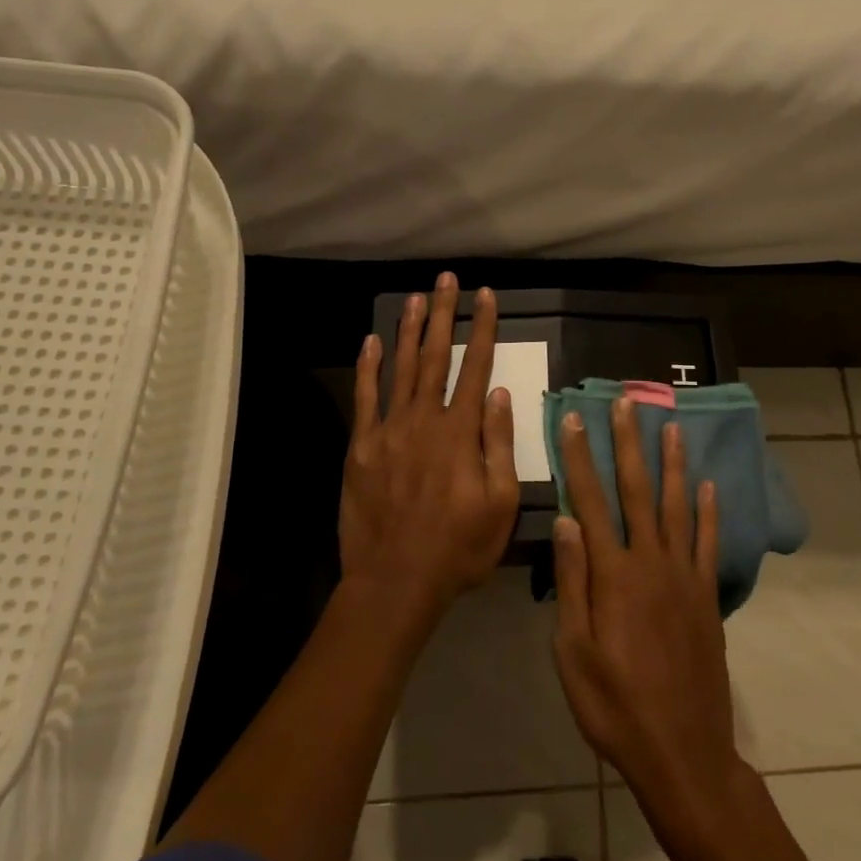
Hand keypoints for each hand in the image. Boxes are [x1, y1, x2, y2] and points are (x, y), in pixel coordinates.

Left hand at [339, 273, 519, 615]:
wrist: (395, 581)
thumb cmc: (458, 548)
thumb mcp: (499, 504)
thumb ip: (498, 445)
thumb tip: (500, 394)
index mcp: (460, 432)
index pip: (475, 367)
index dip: (482, 328)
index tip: (486, 296)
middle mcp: (424, 420)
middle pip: (435, 356)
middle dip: (443, 314)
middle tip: (445, 279)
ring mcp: (388, 430)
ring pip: (400, 368)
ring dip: (409, 330)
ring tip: (415, 297)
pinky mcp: (361, 447)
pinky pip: (365, 398)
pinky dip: (368, 367)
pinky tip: (371, 342)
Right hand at [551, 400, 743, 823]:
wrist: (683, 752)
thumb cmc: (615, 706)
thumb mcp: (574, 652)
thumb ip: (572, 582)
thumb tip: (567, 520)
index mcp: (614, 575)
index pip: (591, 500)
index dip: (580, 457)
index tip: (574, 419)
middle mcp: (651, 562)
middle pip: (637, 490)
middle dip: (628, 443)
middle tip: (627, 402)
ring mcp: (684, 577)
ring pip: (678, 506)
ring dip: (672, 463)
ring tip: (670, 427)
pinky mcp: (707, 596)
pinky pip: (708, 543)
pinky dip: (709, 512)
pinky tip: (709, 486)